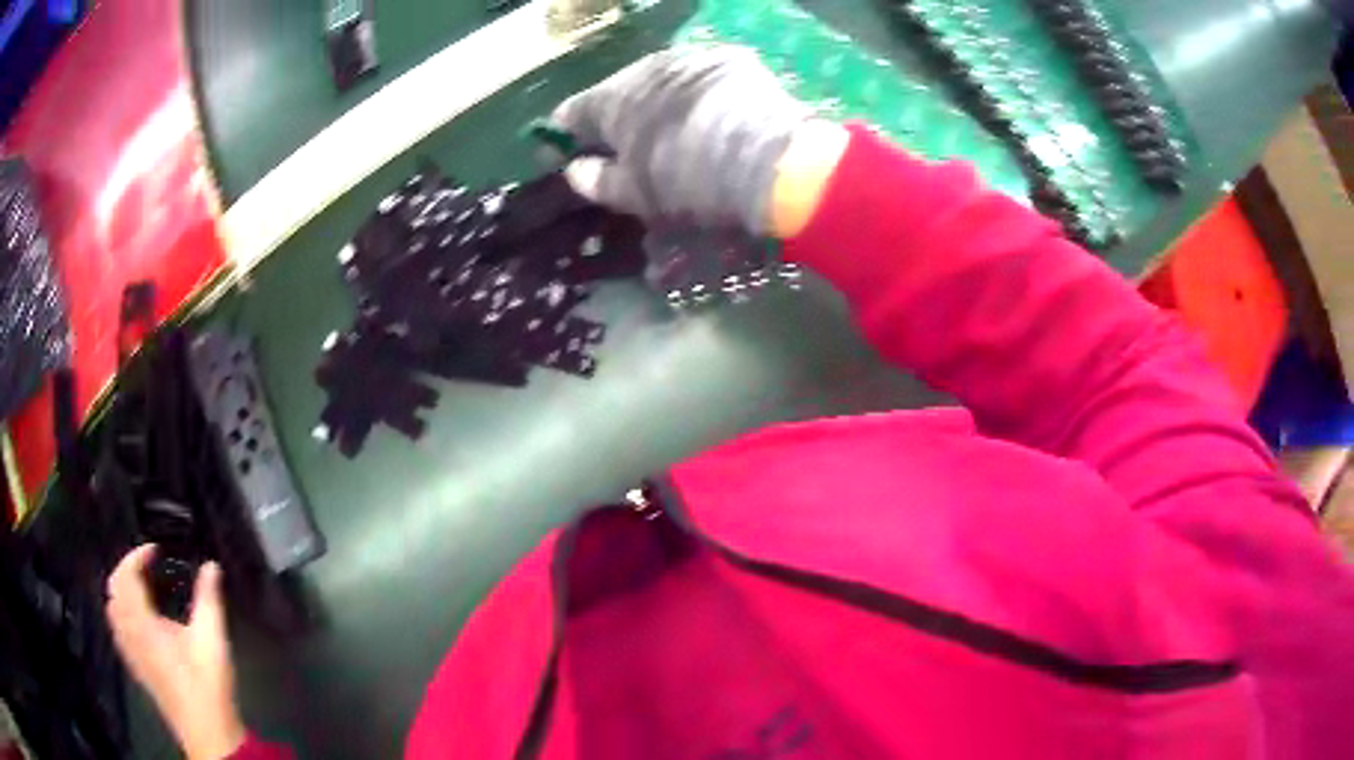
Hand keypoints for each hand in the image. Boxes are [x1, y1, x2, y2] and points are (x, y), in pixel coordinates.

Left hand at [106, 545, 245, 759]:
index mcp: (143, 622)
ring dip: (120, 588)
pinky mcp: (135, 666)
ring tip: (139, 586)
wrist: (206, 730)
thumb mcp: (211, 639)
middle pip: (114, 588)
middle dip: (126, 568)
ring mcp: (130, 651)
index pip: (127, 575)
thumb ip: (208, 599)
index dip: (138, 555)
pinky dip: (120, 611)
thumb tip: (211, 566)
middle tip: (146, 564)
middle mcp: (130, 632)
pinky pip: (116, 628)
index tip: (156, 550)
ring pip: (111, 608)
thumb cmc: (206, 683)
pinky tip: (136, 619)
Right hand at [552, 44, 817, 235]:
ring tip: (673, 126)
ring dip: (659, 99)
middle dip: (618, 114)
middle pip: (619, 90)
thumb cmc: (690, 182)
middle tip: (627, 141)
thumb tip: (574, 171)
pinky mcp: (730, 60)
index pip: (574, 111)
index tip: (567, 148)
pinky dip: (698, 93)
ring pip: (661, 79)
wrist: (769, 161)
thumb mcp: (636, 194)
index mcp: (614, 99)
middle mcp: (646, 68)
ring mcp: (690, 59)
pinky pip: (701, 76)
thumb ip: (597, 180)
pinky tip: (711, 113)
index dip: (566, 132)